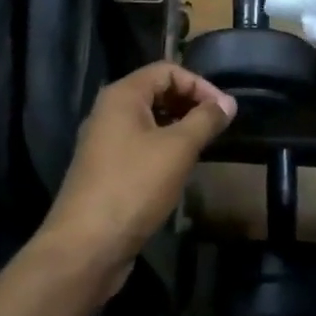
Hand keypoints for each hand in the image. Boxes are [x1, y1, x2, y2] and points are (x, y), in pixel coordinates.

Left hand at [37, 62, 235, 289]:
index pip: (167, 70)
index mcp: (122, 95)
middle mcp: (109, 111)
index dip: (199, 84)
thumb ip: (205, 120)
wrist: (86, 245)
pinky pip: (140, 144)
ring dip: (178, 126)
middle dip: (189, 103)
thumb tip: (228, 103)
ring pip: (148, 120)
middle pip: (156, 91)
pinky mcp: (106, 169)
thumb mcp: (178, 148)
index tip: (224, 109)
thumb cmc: (135, 185)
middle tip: (217, 126)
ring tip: (204, 145)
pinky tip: (180, 168)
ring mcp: (104, 141)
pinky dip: (163, 147)